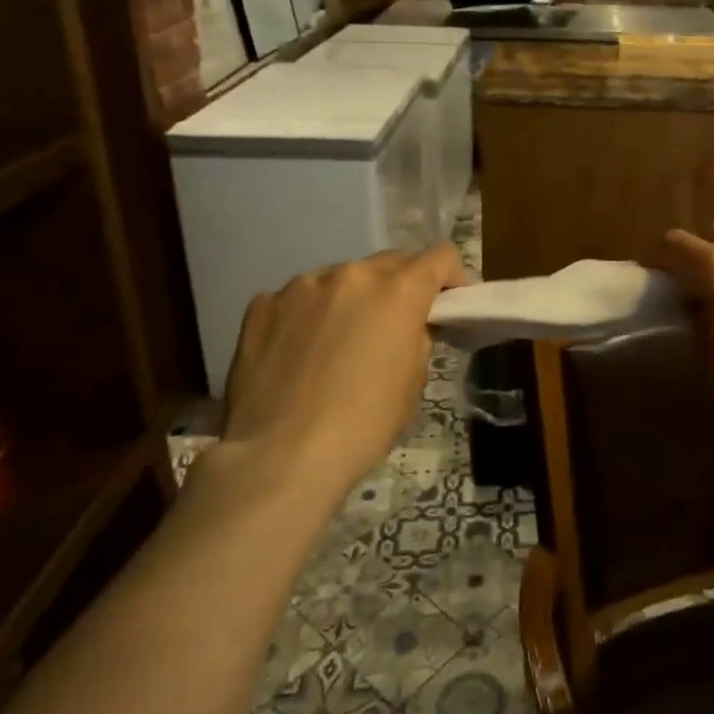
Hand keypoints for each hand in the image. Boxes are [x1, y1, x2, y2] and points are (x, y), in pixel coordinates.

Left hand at [223, 245, 466, 496]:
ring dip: (350, 300)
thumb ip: (416, 336)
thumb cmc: (363, 424)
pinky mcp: (262, 304)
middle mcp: (352, 275)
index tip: (445, 304)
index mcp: (399, 291)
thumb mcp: (413, 381)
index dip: (450, 277)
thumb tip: (408, 325)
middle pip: (390, 263)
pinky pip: (297, 299)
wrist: (280, 456)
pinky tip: (298, 353)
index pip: (440, 256)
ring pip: (341, 279)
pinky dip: (307, 315)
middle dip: (399, 287)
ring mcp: (302, 285)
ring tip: (337, 343)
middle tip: (392, 327)